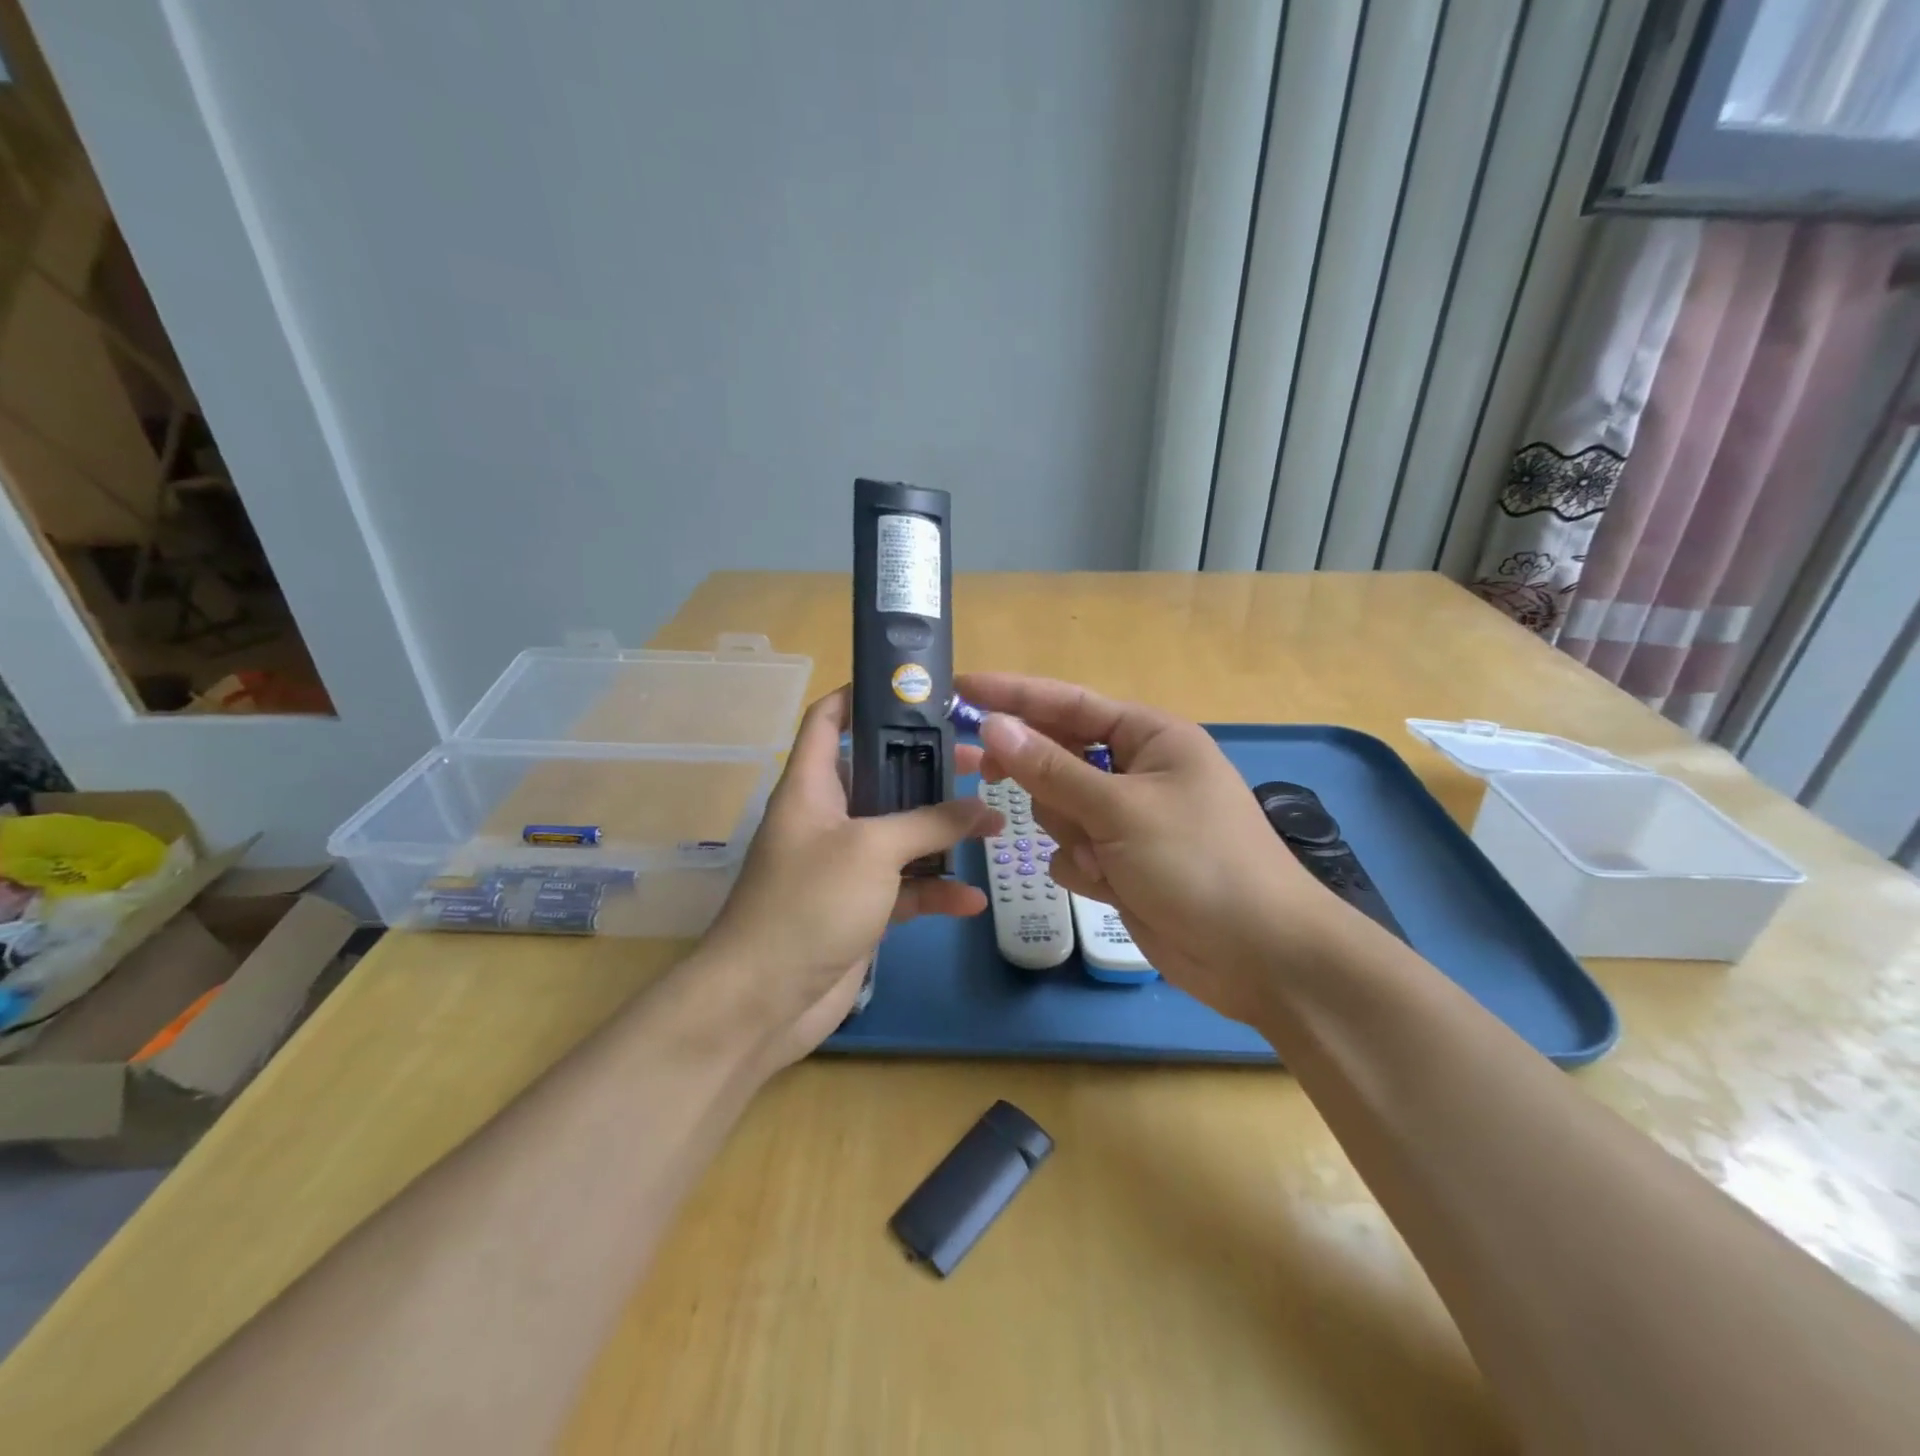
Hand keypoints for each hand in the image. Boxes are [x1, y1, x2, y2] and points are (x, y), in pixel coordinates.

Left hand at [696, 686, 999, 1067]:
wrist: (763, 1000)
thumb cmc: (810, 901)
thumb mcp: (873, 849)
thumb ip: (930, 823)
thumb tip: (982, 808)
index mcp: (812, 786)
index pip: (828, 720)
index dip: (859, 695)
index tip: (910, 689)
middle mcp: (827, 818)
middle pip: (880, 777)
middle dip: (926, 769)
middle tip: (976, 762)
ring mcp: (844, 867)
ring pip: (900, 835)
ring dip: (942, 833)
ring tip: (993, 825)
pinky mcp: (859, 909)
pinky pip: (905, 889)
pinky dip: (935, 891)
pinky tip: (972, 900)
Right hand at [960, 673, 1363, 1024]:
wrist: (1258, 955)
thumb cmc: (1198, 862)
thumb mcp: (1120, 809)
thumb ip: (1051, 769)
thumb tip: (994, 725)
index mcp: (1150, 737)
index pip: (1068, 703)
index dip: (1013, 695)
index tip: (961, 690)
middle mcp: (1137, 771)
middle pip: (1057, 758)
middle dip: (1042, 782)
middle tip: (991, 778)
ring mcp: (1128, 820)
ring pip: (1059, 809)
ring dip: (1071, 834)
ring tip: (1105, 859)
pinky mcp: (1122, 863)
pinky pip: (1072, 851)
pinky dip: (1083, 868)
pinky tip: (1110, 886)